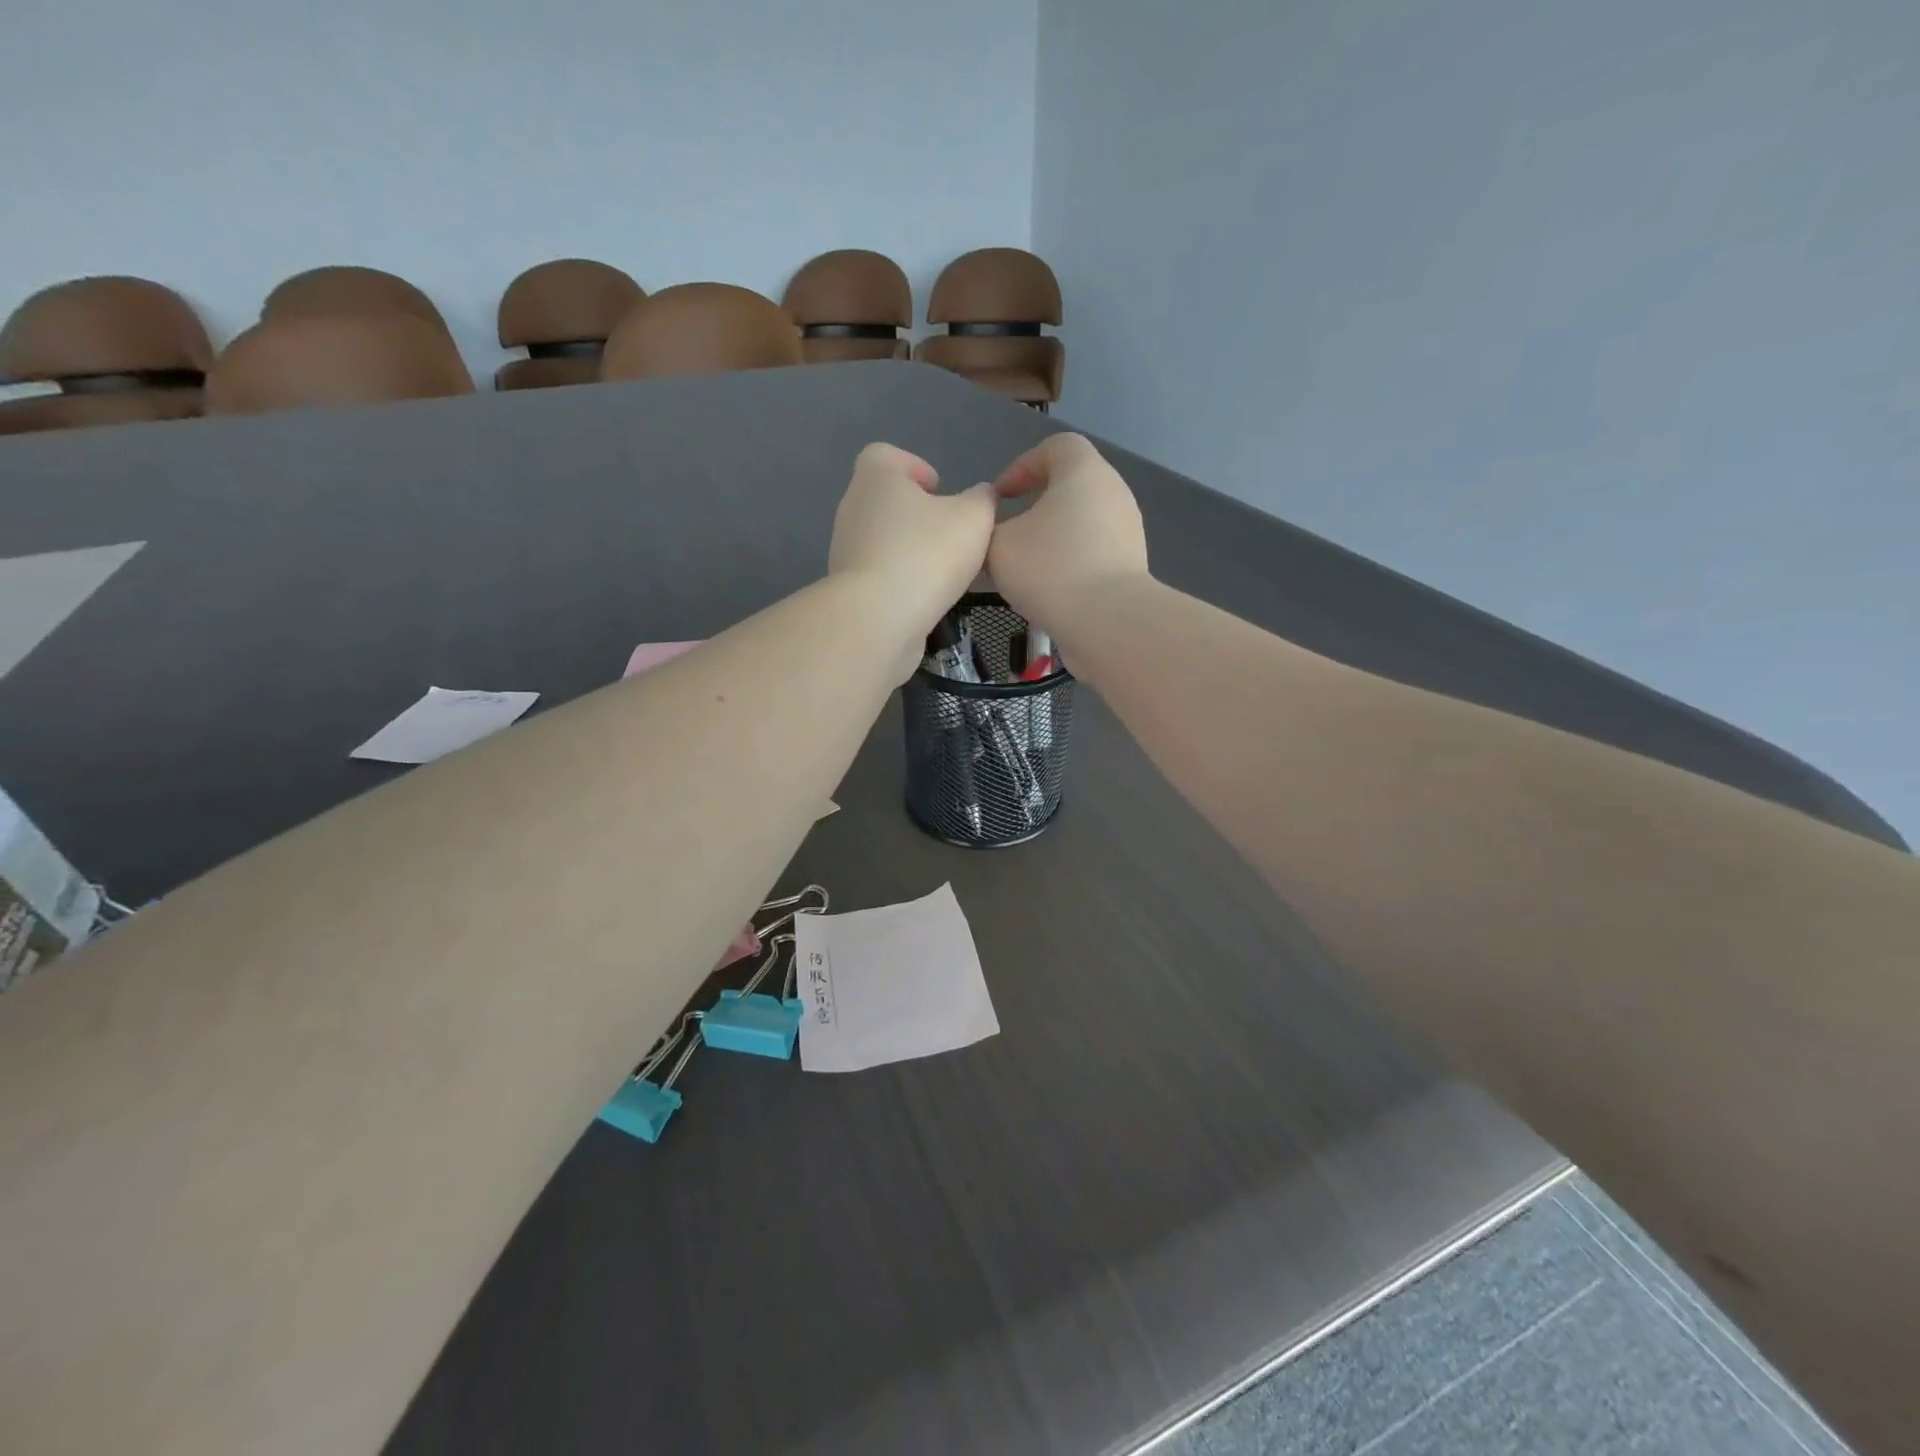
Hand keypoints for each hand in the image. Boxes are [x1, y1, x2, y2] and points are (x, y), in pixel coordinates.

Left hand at [829, 442, 996, 641]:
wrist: (878, 619)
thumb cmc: (926, 554)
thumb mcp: (974, 519)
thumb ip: (983, 500)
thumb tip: (982, 496)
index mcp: (876, 476)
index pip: (887, 455)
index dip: (914, 467)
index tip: (939, 489)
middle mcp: (853, 506)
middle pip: (886, 499)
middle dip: (917, 513)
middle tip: (950, 533)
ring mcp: (846, 549)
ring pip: (883, 539)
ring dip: (910, 549)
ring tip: (943, 570)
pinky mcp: (848, 587)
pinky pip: (879, 573)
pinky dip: (900, 580)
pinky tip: (925, 597)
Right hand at [988, 433, 1148, 633]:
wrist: (1108, 621)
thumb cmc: (1050, 568)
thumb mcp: (998, 545)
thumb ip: (987, 529)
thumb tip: (992, 531)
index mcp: (1083, 471)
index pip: (1055, 447)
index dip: (1022, 466)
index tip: (999, 498)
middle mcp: (1112, 492)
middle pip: (1070, 487)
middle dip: (1036, 507)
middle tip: (1008, 533)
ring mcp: (1127, 530)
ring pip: (1081, 524)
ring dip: (1052, 540)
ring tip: (1025, 569)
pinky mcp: (1131, 566)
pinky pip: (1094, 554)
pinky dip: (1070, 564)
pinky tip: (1049, 592)